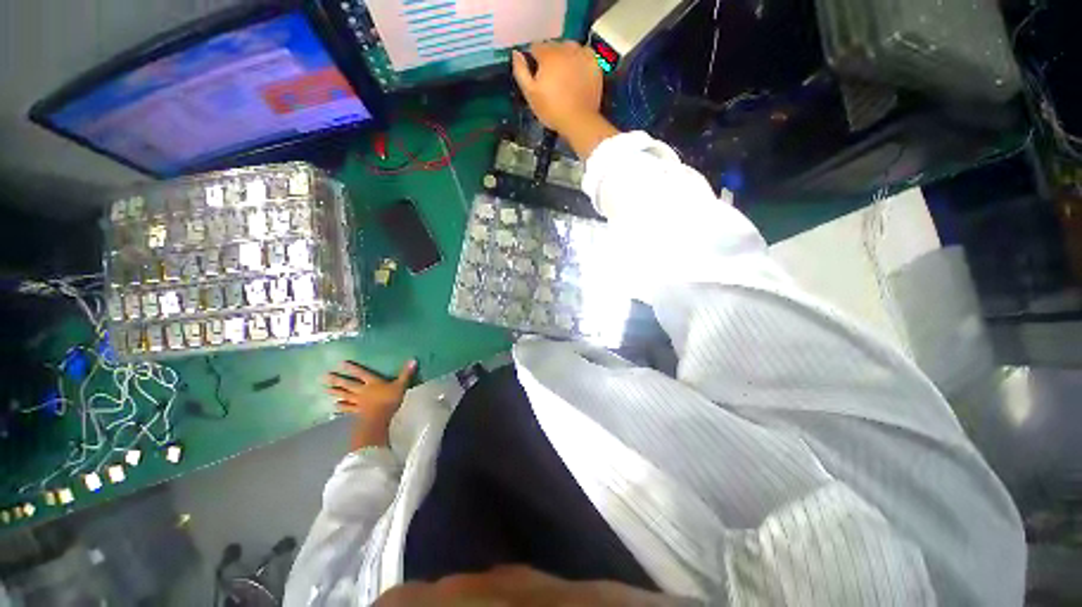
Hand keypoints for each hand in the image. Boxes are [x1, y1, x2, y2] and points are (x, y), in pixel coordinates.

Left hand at [326, 360, 416, 448]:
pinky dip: (341, 407)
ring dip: (335, 392)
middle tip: (324, 376)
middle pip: (348, 384)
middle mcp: (363, 391)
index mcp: (373, 383)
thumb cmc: (390, 400)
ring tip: (326, 389)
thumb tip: (413, 359)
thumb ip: (406, 373)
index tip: (340, 363)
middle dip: (337, 380)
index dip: (352, 368)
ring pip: (345, 395)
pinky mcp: (358, 412)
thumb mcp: (401, 385)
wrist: (380, 419)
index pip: (361, 373)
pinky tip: (335, 406)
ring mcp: (359, 402)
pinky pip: (348, 408)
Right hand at [512, 41, 603, 133]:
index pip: (535, 47)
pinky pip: (585, 54)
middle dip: (549, 58)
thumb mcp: (530, 94)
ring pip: (569, 48)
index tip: (535, 74)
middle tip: (551, 78)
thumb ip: (521, 71)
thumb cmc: (551, 110)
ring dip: (565, 56)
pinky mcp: (594, 63)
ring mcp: (582, 54)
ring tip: (565, 75)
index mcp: (548, 54)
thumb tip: (516, 53)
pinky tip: (578, 73)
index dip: (533, 60)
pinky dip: (580, 60)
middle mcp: (565, 48)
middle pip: (553, 46)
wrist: (579, 121)